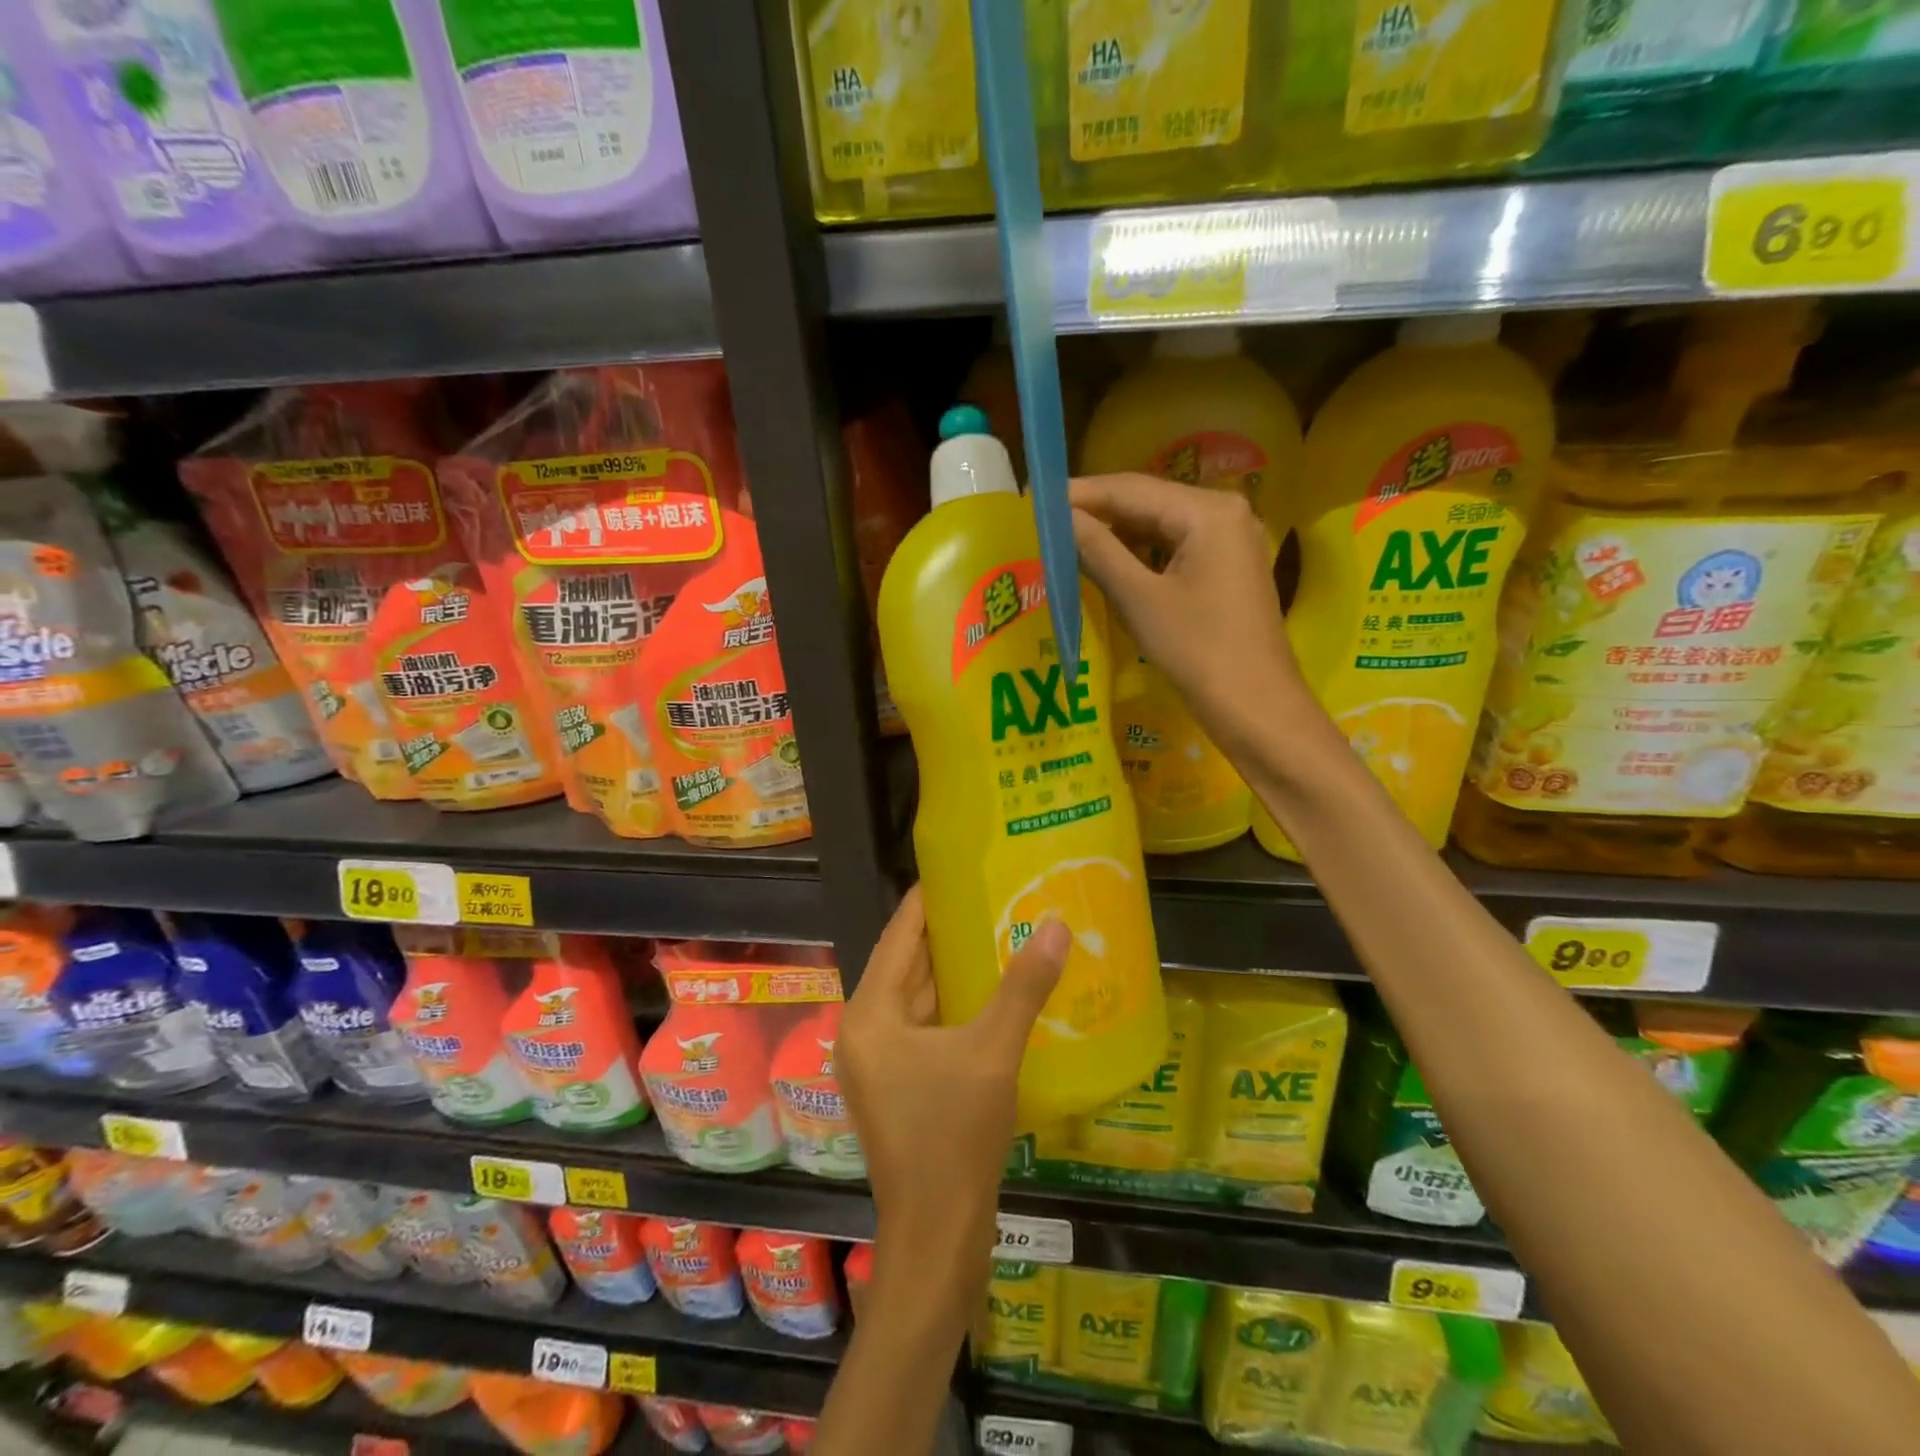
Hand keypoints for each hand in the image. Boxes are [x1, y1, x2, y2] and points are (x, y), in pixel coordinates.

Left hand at [838, 886, 1069, 1319]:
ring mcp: (879, 1063)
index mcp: (870, 1014)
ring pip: (916, 999)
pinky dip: (952, 1008)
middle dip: (945, 933)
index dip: (926, 902)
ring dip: (951, 971)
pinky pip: (924, 1028)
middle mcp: (865, 1031)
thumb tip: (1055, 924)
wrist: (937, 1238)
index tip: (957, 869)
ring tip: (995, 933)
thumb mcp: (993, 1052)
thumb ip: (1023, 987)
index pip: (898, 937)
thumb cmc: (953, 1136)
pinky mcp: (898, 1087)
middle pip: (905, 966)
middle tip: (988, 896)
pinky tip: (990, 995)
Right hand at [1072, 472, 1313, 761]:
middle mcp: (1225, 511)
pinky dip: (1140, 552)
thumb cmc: (1197, 651)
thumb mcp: (1139, 598)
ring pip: (1160, 524)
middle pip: (1148, 501)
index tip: (1035, 498)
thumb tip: (1060, 518)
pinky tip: (1106, 559)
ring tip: (1066, 538)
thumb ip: (1098, 550)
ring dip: (1115, 532)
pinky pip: (1175, 546)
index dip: (1080, 493)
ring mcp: (1231, 538)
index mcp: (1208, 510)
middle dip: (1097, 511)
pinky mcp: (1228, 565)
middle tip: (1045, 520)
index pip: (1131, 488)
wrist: (1255, 706)